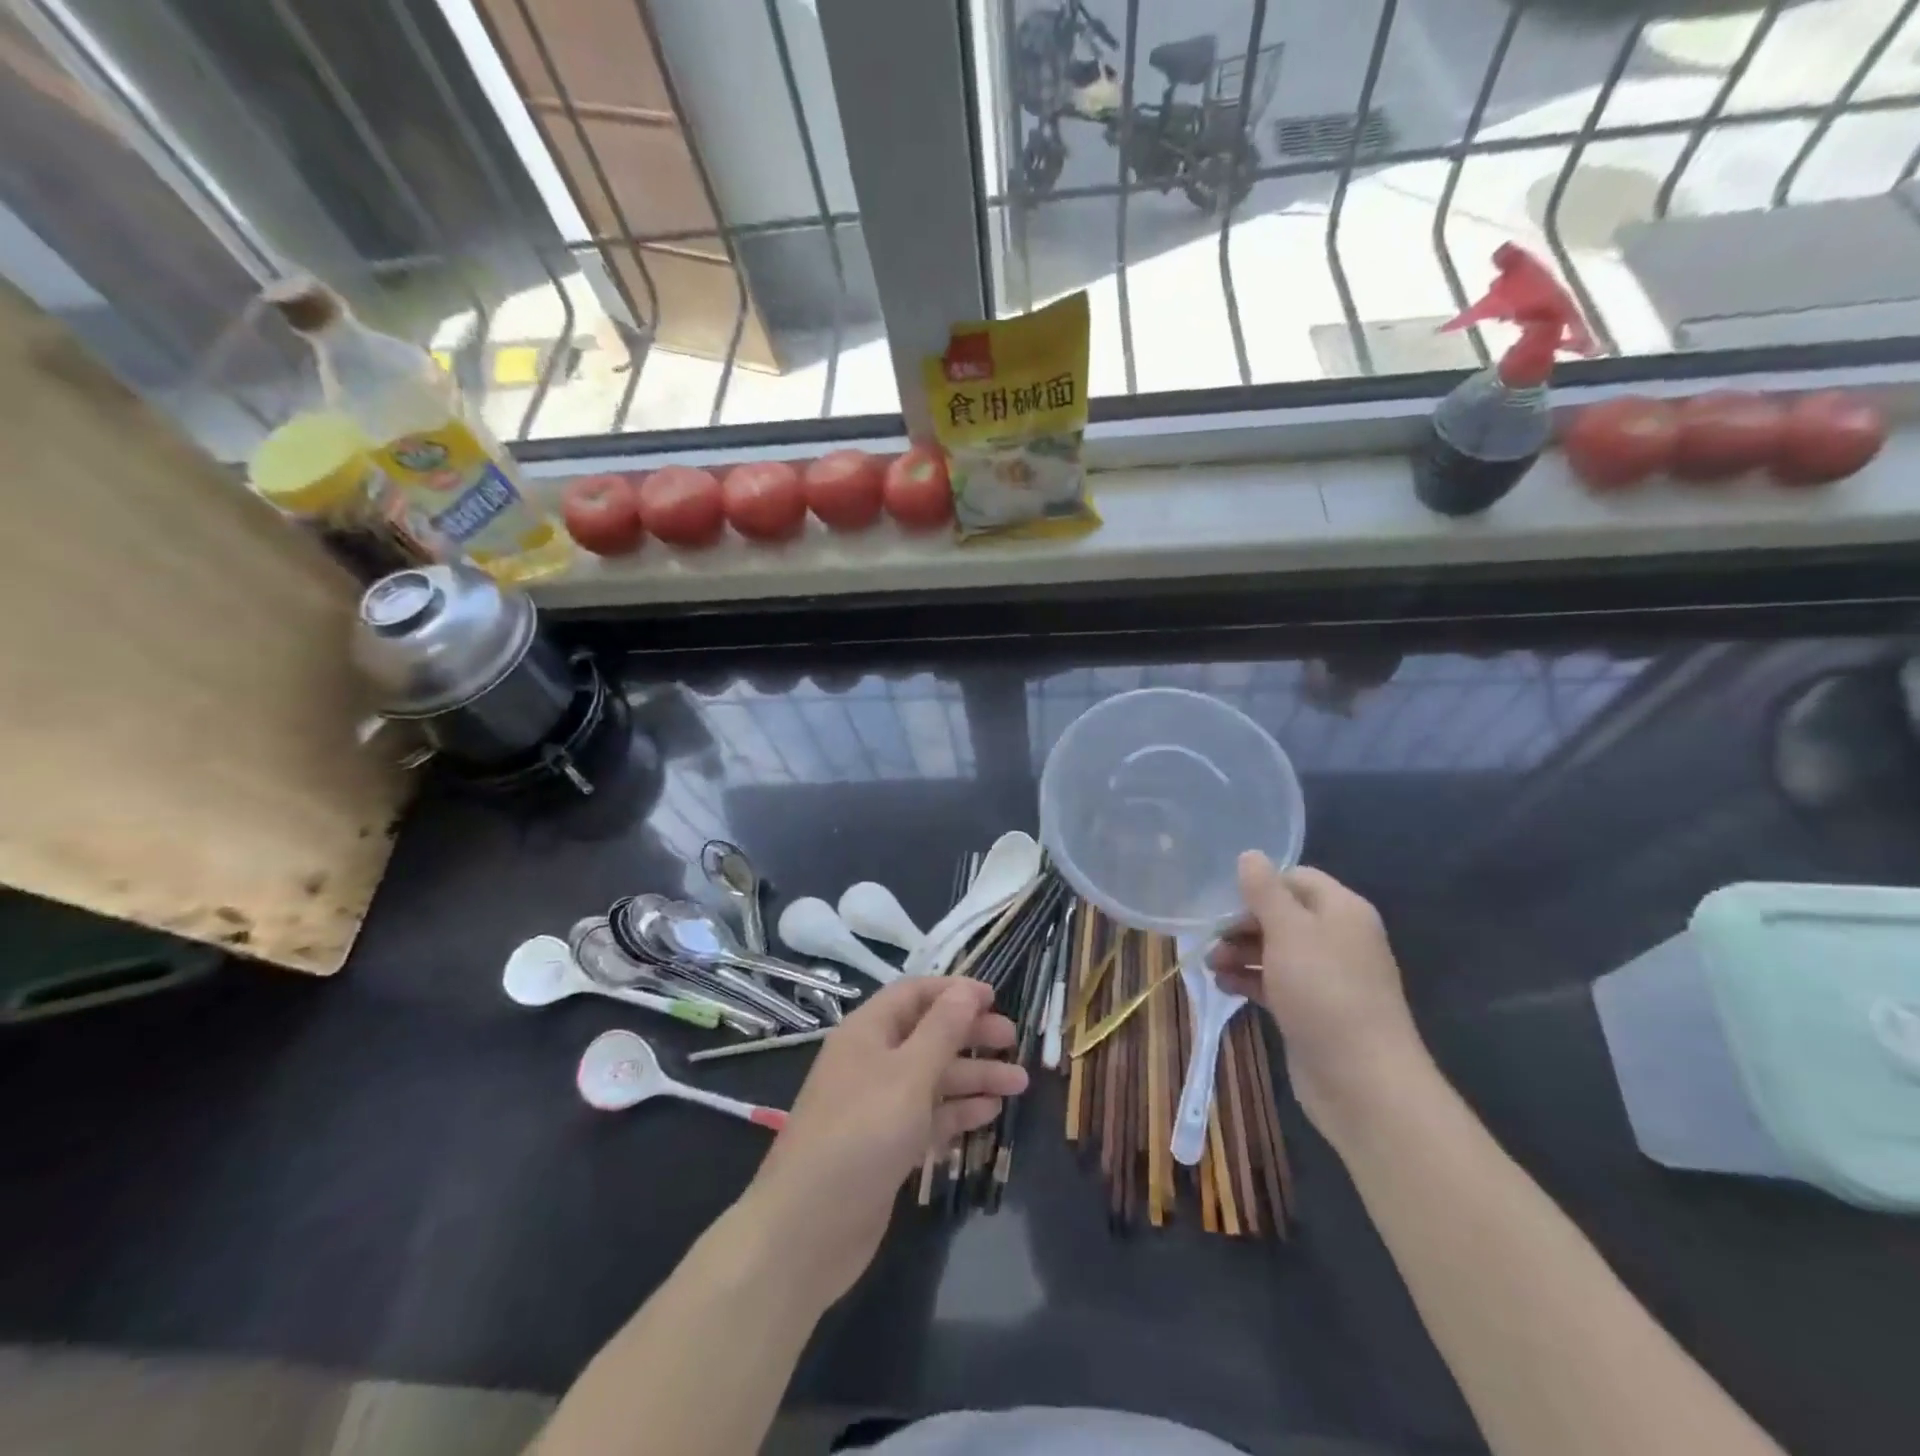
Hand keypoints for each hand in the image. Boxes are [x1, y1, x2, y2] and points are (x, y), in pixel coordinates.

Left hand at [744, 978, 1025, 1304]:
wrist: (808, 1228)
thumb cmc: (861, 1134)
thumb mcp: (909, 1074)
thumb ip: (943, 1030)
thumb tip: (966, 988)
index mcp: (869, 1032)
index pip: (914, 994)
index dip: (953, 991)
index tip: (995, 998)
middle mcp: (872, 1061)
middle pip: (928, 1035)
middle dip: (970, 1034)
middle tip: (1013, 1040)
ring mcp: (879, 1106)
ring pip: (933, 1078)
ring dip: (973, 1075)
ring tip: (1019, 1082)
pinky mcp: (887, 1145)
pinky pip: (928, 1115)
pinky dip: (958, 1111)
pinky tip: (991, 1112)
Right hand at [1209, 853, 1431, 1138]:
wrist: (1363, 1082)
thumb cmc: (1324, 992)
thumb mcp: (1289, 932)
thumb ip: (1265, 891)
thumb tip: (1250, 854)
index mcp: (1342, 911)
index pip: (1297, 879)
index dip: (1260, 885)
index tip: (1223, 900)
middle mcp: (1338, 939)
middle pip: (1283, 915)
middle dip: (1243, 924)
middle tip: (1210, 937)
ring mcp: (1328, 977)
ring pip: (1276, 951)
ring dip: (1241, 953)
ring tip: (1209, 966)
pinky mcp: (1314, 1010)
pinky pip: (1277, 983)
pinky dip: (1250, 981)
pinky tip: (1223, 987)